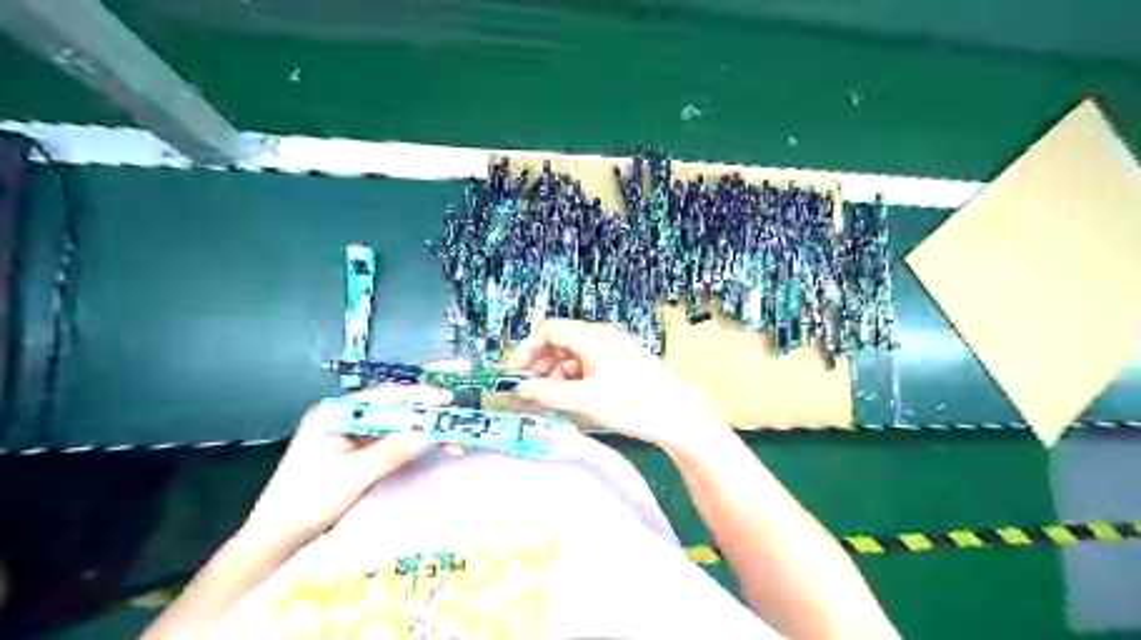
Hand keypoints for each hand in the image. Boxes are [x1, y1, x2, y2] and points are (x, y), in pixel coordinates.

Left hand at [239, 380, 454, 549]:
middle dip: (430, 397)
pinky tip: (442, 446)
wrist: (278, 538)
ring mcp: (359, 432)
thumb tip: (431, 431)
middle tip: (461, 387)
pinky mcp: (367, 449)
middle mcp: (349, 416)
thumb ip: (391, 451)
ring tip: (458, 438)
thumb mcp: (351, 476)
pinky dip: (422, 442)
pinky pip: (401, 438)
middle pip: (396, 401)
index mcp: (335, 412)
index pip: (383, 396)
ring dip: (430, 427)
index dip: (417, 395)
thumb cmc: (305, 502)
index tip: (447, 397)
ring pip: (403, 421)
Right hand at [503, 319, 725, 448]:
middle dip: (539, 364)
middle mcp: (600, 337)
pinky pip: (586, 365)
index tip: (512, 372)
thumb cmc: (631, 403)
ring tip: (547, 399)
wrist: (676, 415)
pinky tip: (568, 399)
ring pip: (572, 356)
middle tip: (527, 389)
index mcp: (592, 337)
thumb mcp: (584, 400)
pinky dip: (572, 379)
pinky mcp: (619, 364)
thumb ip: (546, 394)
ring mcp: (612, 350)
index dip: (525, 349)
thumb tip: (518, 391)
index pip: (548, 330)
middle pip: (559, 342)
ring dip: (555, 374)